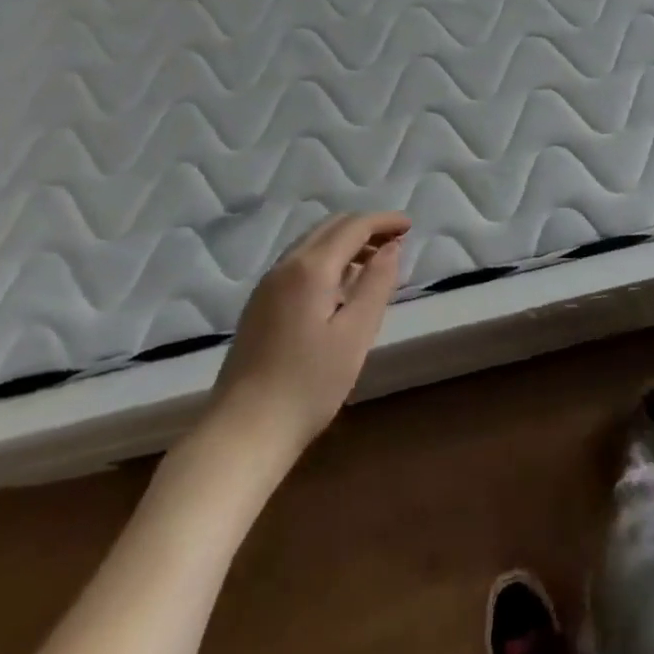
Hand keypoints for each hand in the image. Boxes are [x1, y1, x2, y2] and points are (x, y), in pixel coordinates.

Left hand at [204, 211, 410, 460]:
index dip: (384, 221)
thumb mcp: (355, 334)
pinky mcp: (259, 305)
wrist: (242, 433)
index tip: (410, 226)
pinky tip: (340, 287)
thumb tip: (392, 248)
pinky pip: (299, 263)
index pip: (353, 226)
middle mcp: (285, 266)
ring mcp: (267, 285)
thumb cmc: (308, 384)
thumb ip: (376, 283)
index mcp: (310, 268)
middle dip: (366, 227)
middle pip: (330, 227)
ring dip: (346, 242)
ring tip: (374, 263)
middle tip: (396, 242)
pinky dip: (327, 259)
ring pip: (312, 243)